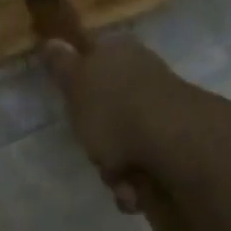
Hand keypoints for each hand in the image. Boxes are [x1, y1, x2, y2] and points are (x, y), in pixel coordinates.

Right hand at [40, 36, 212, 211]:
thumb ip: (61, 65)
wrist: (175, 144)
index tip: (74, 111)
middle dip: (98, 141)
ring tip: (120, 181)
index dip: (80, 88)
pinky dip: (138, 182)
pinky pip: (147, 166)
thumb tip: (50, 41)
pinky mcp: (180, 144)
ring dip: (117, 170)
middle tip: (95, 153)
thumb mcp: (75, 84)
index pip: (93, 62)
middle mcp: (145, 77)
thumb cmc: (114, 110)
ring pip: (126, 143)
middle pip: (109, 112)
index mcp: (120, 54)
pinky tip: (136, 190)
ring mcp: (165, 111)